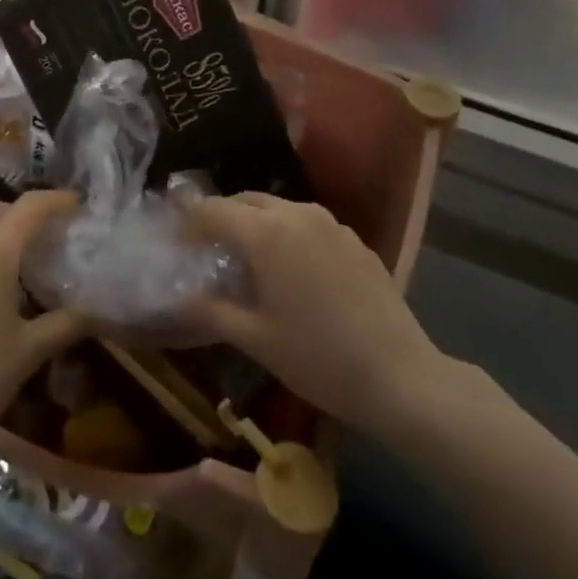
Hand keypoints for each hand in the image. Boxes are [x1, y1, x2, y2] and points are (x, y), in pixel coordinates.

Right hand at [184, 193, 467, 433]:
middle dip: (221, 218)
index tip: (177, 246)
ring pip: (279, 210)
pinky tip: (293, 272)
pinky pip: (308, 224)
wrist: (401, 377)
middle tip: (208, 250)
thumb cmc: (318, 358)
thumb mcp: (254, 339)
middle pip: (245, 201)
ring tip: (249, 260)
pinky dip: (288, 235)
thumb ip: (210, 310)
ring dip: (256, 224)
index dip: (188, 225)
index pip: (212, 211)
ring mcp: (331, 223)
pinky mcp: (354, 239)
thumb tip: (178, 297)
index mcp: (265, 233)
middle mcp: (296, 214)